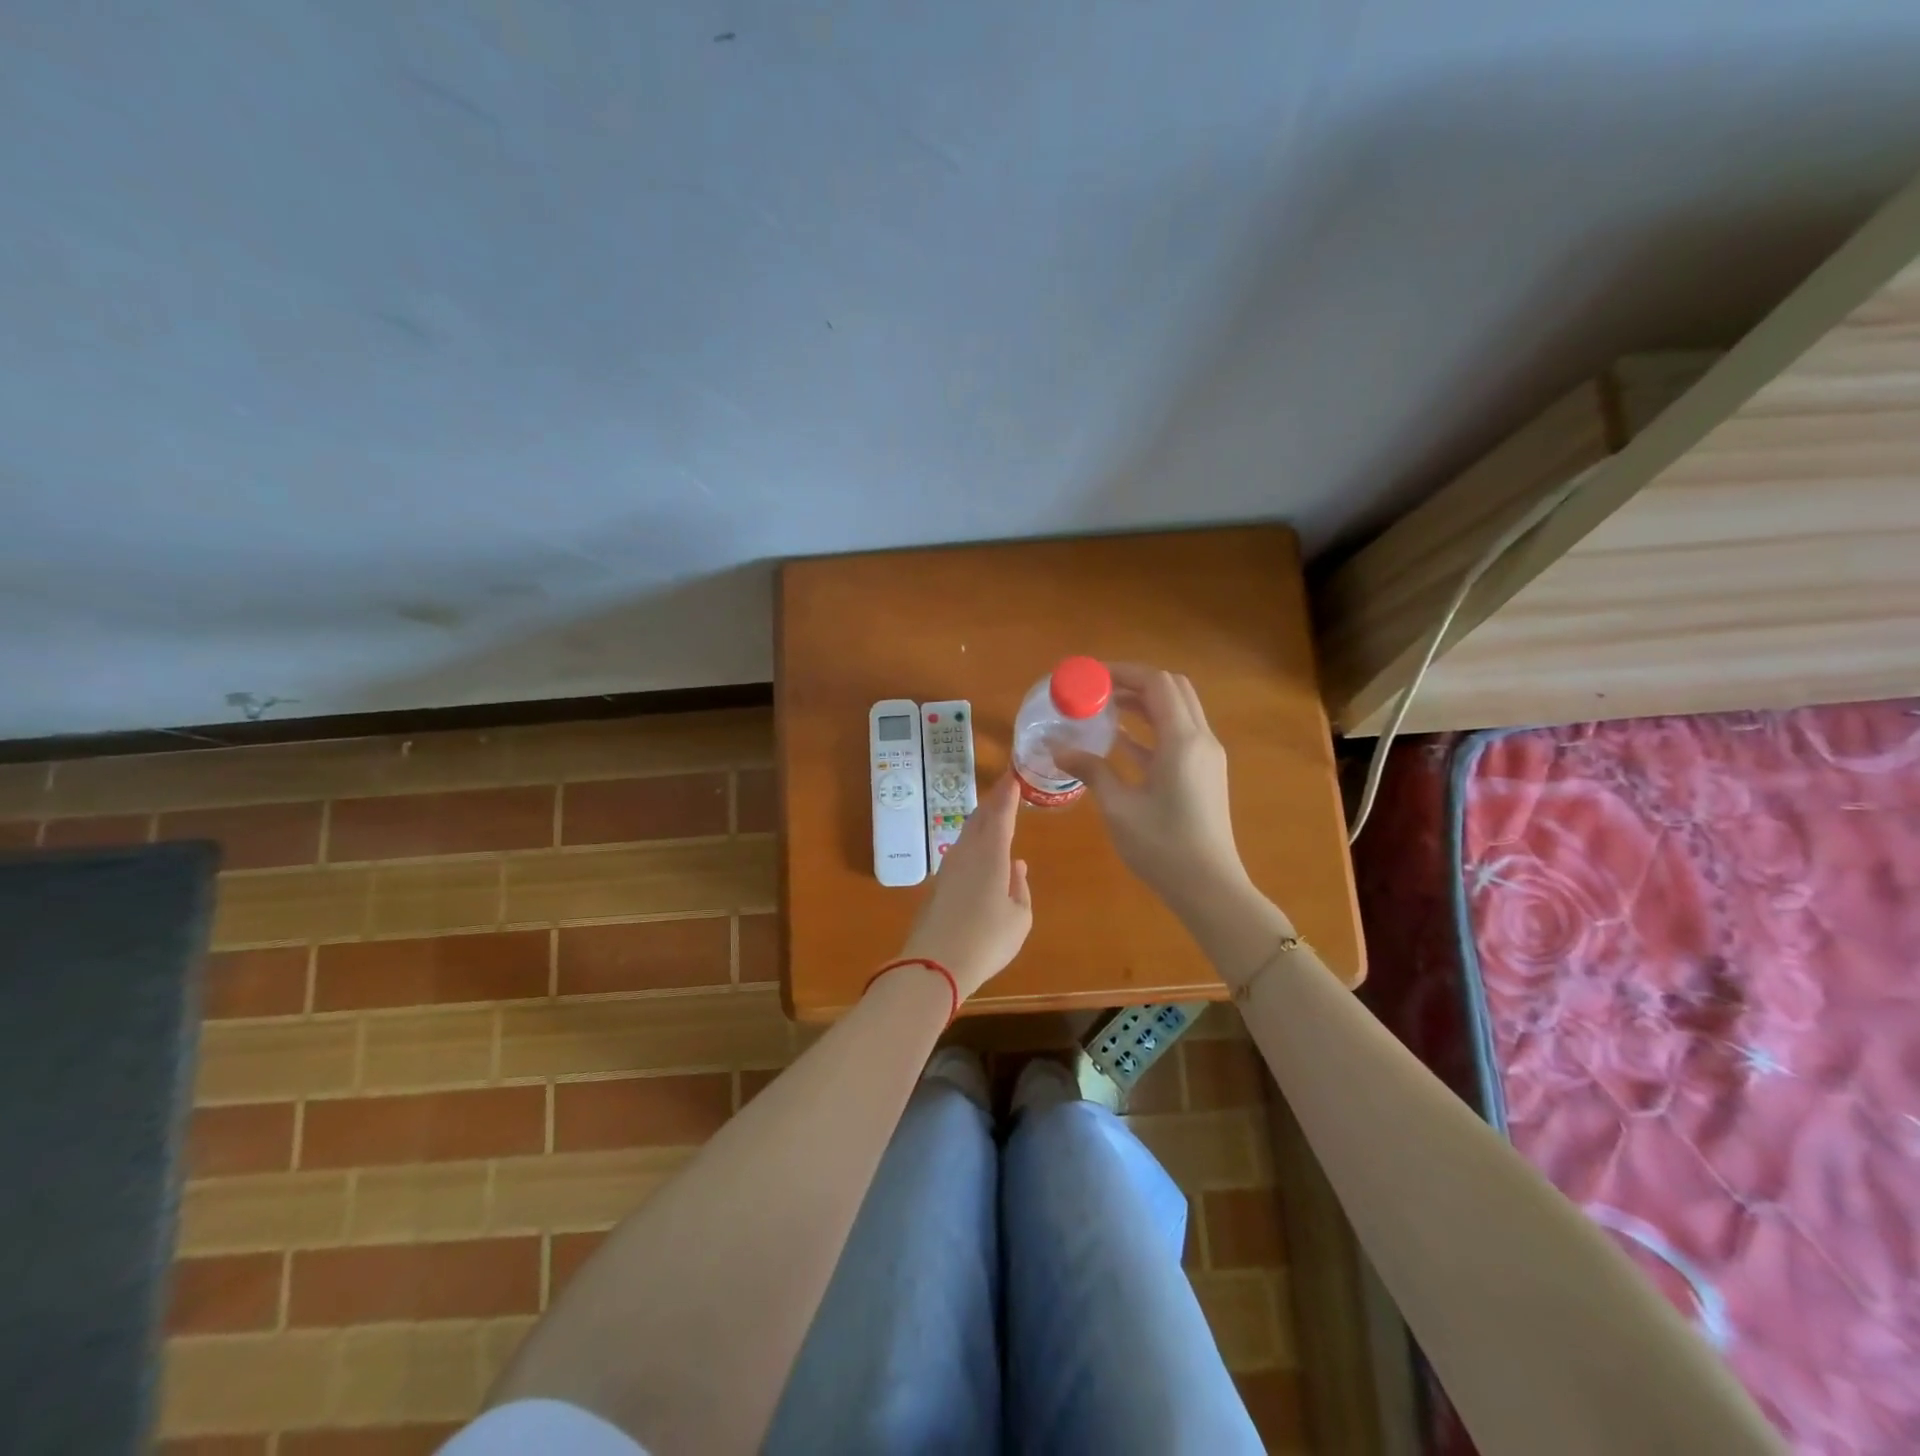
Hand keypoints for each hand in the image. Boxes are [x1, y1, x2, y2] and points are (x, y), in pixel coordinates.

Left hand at [898, 772, 1032, 998]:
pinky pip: (960, 850)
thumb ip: (1020, 887)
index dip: (1008, 793)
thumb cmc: (987, 940)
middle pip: (980, 818)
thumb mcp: (1019, 917)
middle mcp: (968, 852)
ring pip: (967, 833)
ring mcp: (949, 867)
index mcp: (992, 855)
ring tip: (994, 813)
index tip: (1014, 775)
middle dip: (994, 801)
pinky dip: (973, 841)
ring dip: (982, 820)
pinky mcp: (938, 883)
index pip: (1001, 814)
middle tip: (1005, 788)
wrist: (935, 964)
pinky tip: (980, 850)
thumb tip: (1016, 866)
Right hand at [1053, 663, 1247, 915]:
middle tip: (1096, 690)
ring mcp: (1205, 757)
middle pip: (1172, 690)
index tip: (1090, 676)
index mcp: (1183, 741)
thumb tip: (1058, 749)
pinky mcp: (1204, 774)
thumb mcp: (1119, 808)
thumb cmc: (1163, 847)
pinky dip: (1151, 730)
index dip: (1124, 672)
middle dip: (1134, 682)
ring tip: (1102, 710)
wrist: (1209, 888)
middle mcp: (1200, 739)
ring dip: (1143, 704)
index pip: (1157, 683)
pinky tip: (1119, 740)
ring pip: (1177, 711)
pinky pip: (1177, 736)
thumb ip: (1091, 770)